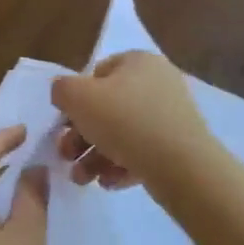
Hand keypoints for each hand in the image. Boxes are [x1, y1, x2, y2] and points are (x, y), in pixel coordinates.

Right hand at [51, 51, 214, 190]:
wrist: (181, 165)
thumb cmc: (125, 121)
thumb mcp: (78, 97)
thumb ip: (62, 89)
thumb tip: (63, 92)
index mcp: (138, 61)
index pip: (97, 73)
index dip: (76, 99)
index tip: (64, 124)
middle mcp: (158, 82)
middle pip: (108, 108)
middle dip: (81, 136)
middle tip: (66, 156)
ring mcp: (171, 115)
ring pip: (122, 134)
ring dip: (95, 156)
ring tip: (83, 179)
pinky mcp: (179, 145)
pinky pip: (142, 152)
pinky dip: (121, 165)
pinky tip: (109, 183)